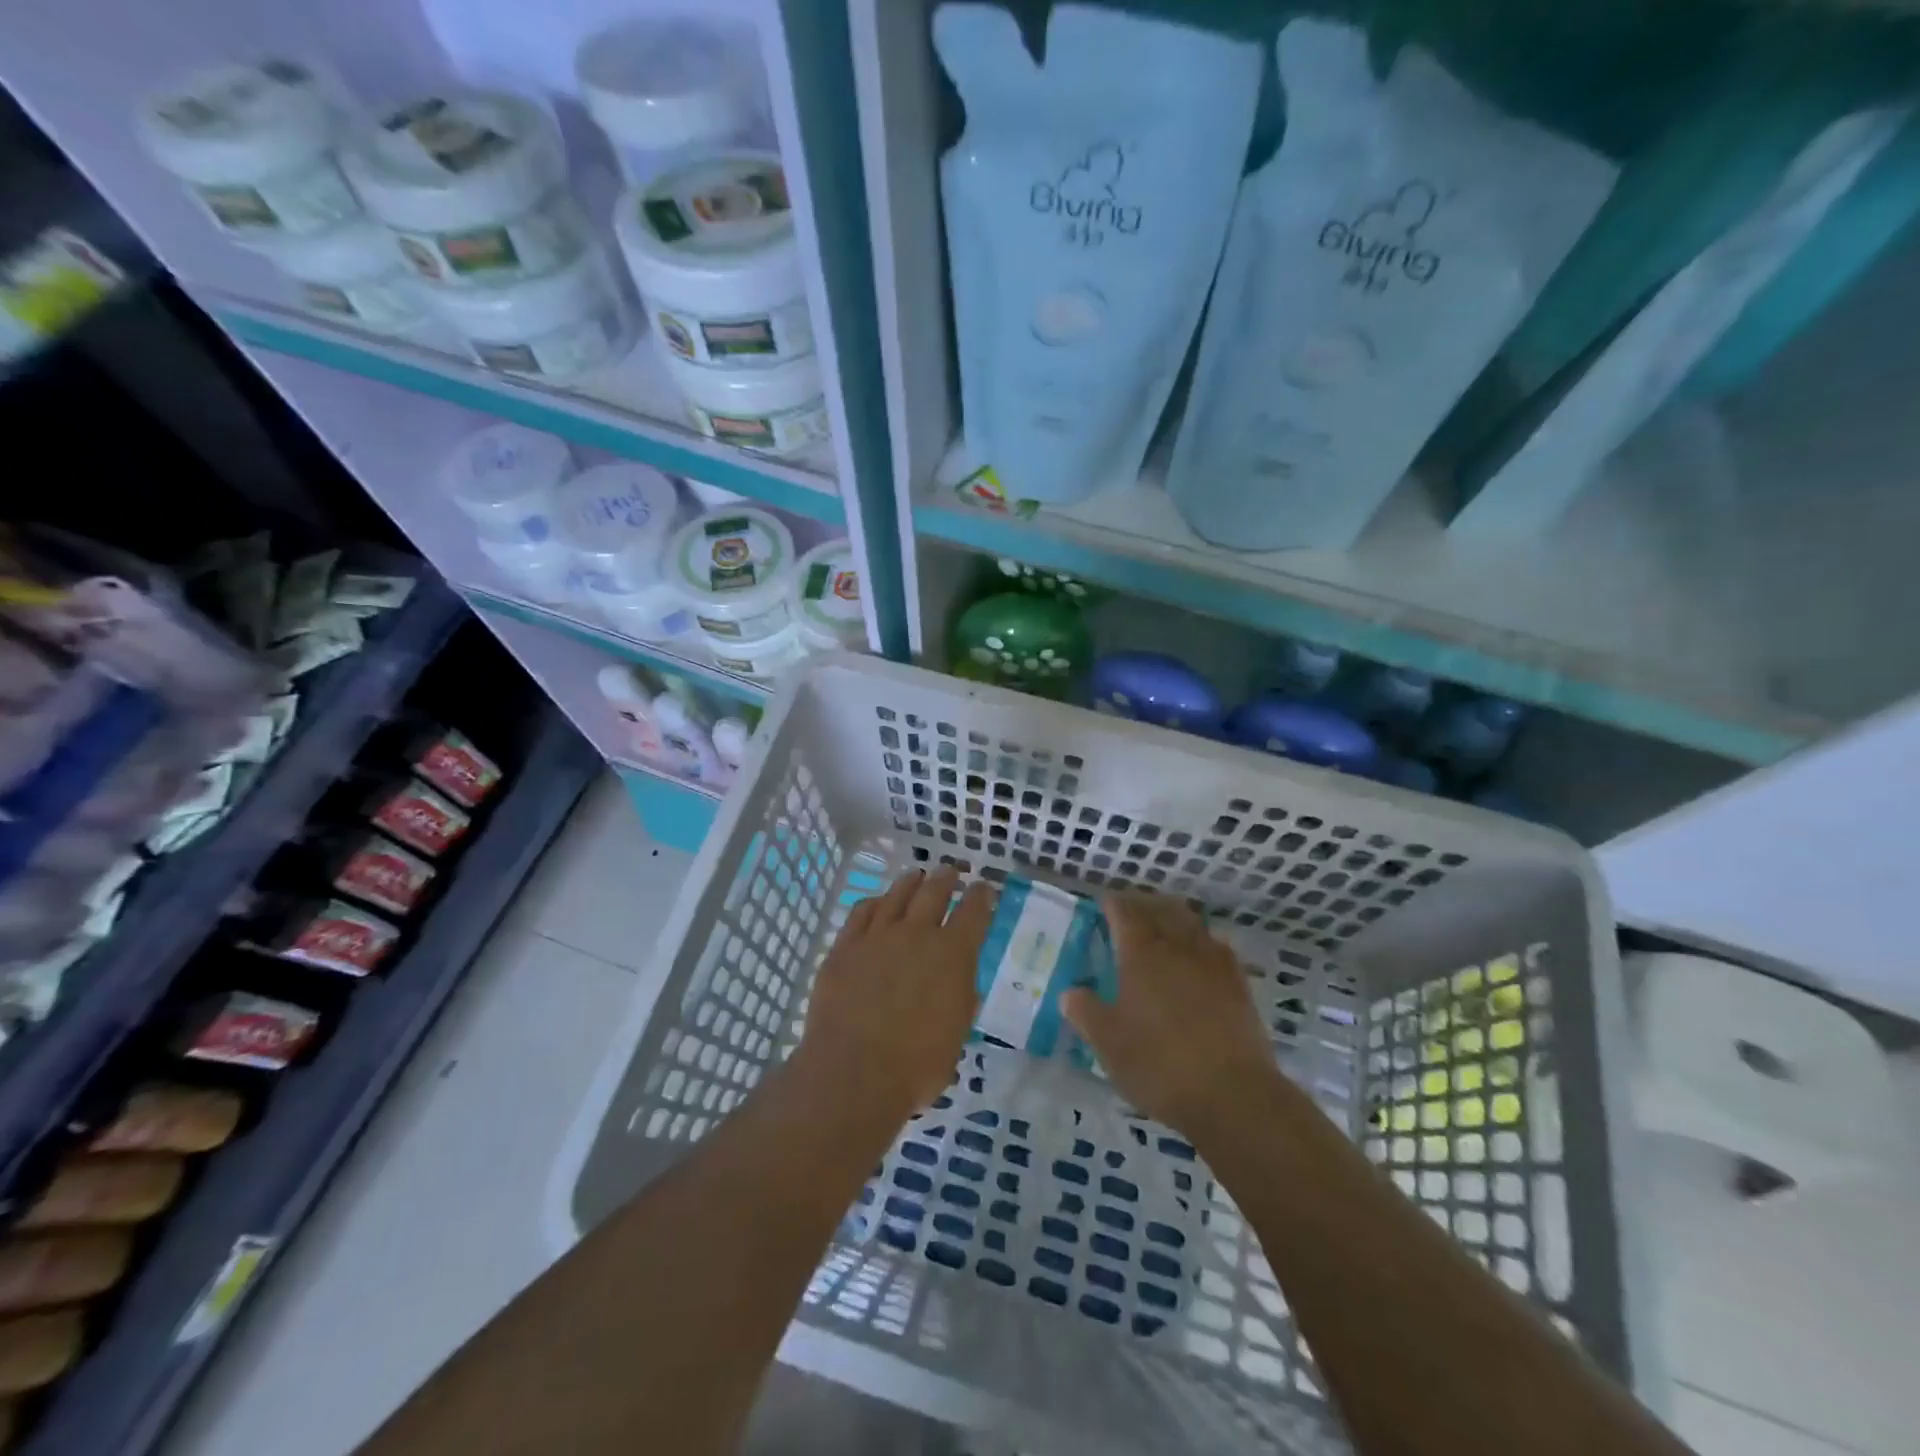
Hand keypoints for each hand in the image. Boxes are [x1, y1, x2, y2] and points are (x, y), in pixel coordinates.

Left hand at [795, 865, 995, 1116]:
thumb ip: (959, 998)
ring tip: (917, 876)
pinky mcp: (845, 946)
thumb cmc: (917, 1066)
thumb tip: (957, 982)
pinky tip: (876, 903)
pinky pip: (861, 912)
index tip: (983, 888)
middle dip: (947, 878)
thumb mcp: (956, 1033)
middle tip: (951, 872)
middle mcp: (917, 934)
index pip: (974, 911)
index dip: (981, 896)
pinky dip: (874, 902)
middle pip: (934, 891)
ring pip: (897, 894)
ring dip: (911, 882)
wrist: (854, 1073)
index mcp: (953, 954)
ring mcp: (877, 936)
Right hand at [1063, 892, 1279, 1133]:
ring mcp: (1213, 961)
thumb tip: (1071, 992)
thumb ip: (1085, 1012)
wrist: (1233, 1095)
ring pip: (1191, 922)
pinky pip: (1216, 945)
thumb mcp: (1108, 1043)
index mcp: (1141, 953)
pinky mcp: (1239, 982)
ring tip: (1162, 927)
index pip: (1124, 911)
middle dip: (1142, 903)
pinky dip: (1200, 940)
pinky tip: (1198, 956)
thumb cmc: (1159, 1065)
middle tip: (1129, 910)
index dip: (1112, 903)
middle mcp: (1178, 946)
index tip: (1102, 904)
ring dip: (1172, 916)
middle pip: (1160, 908)